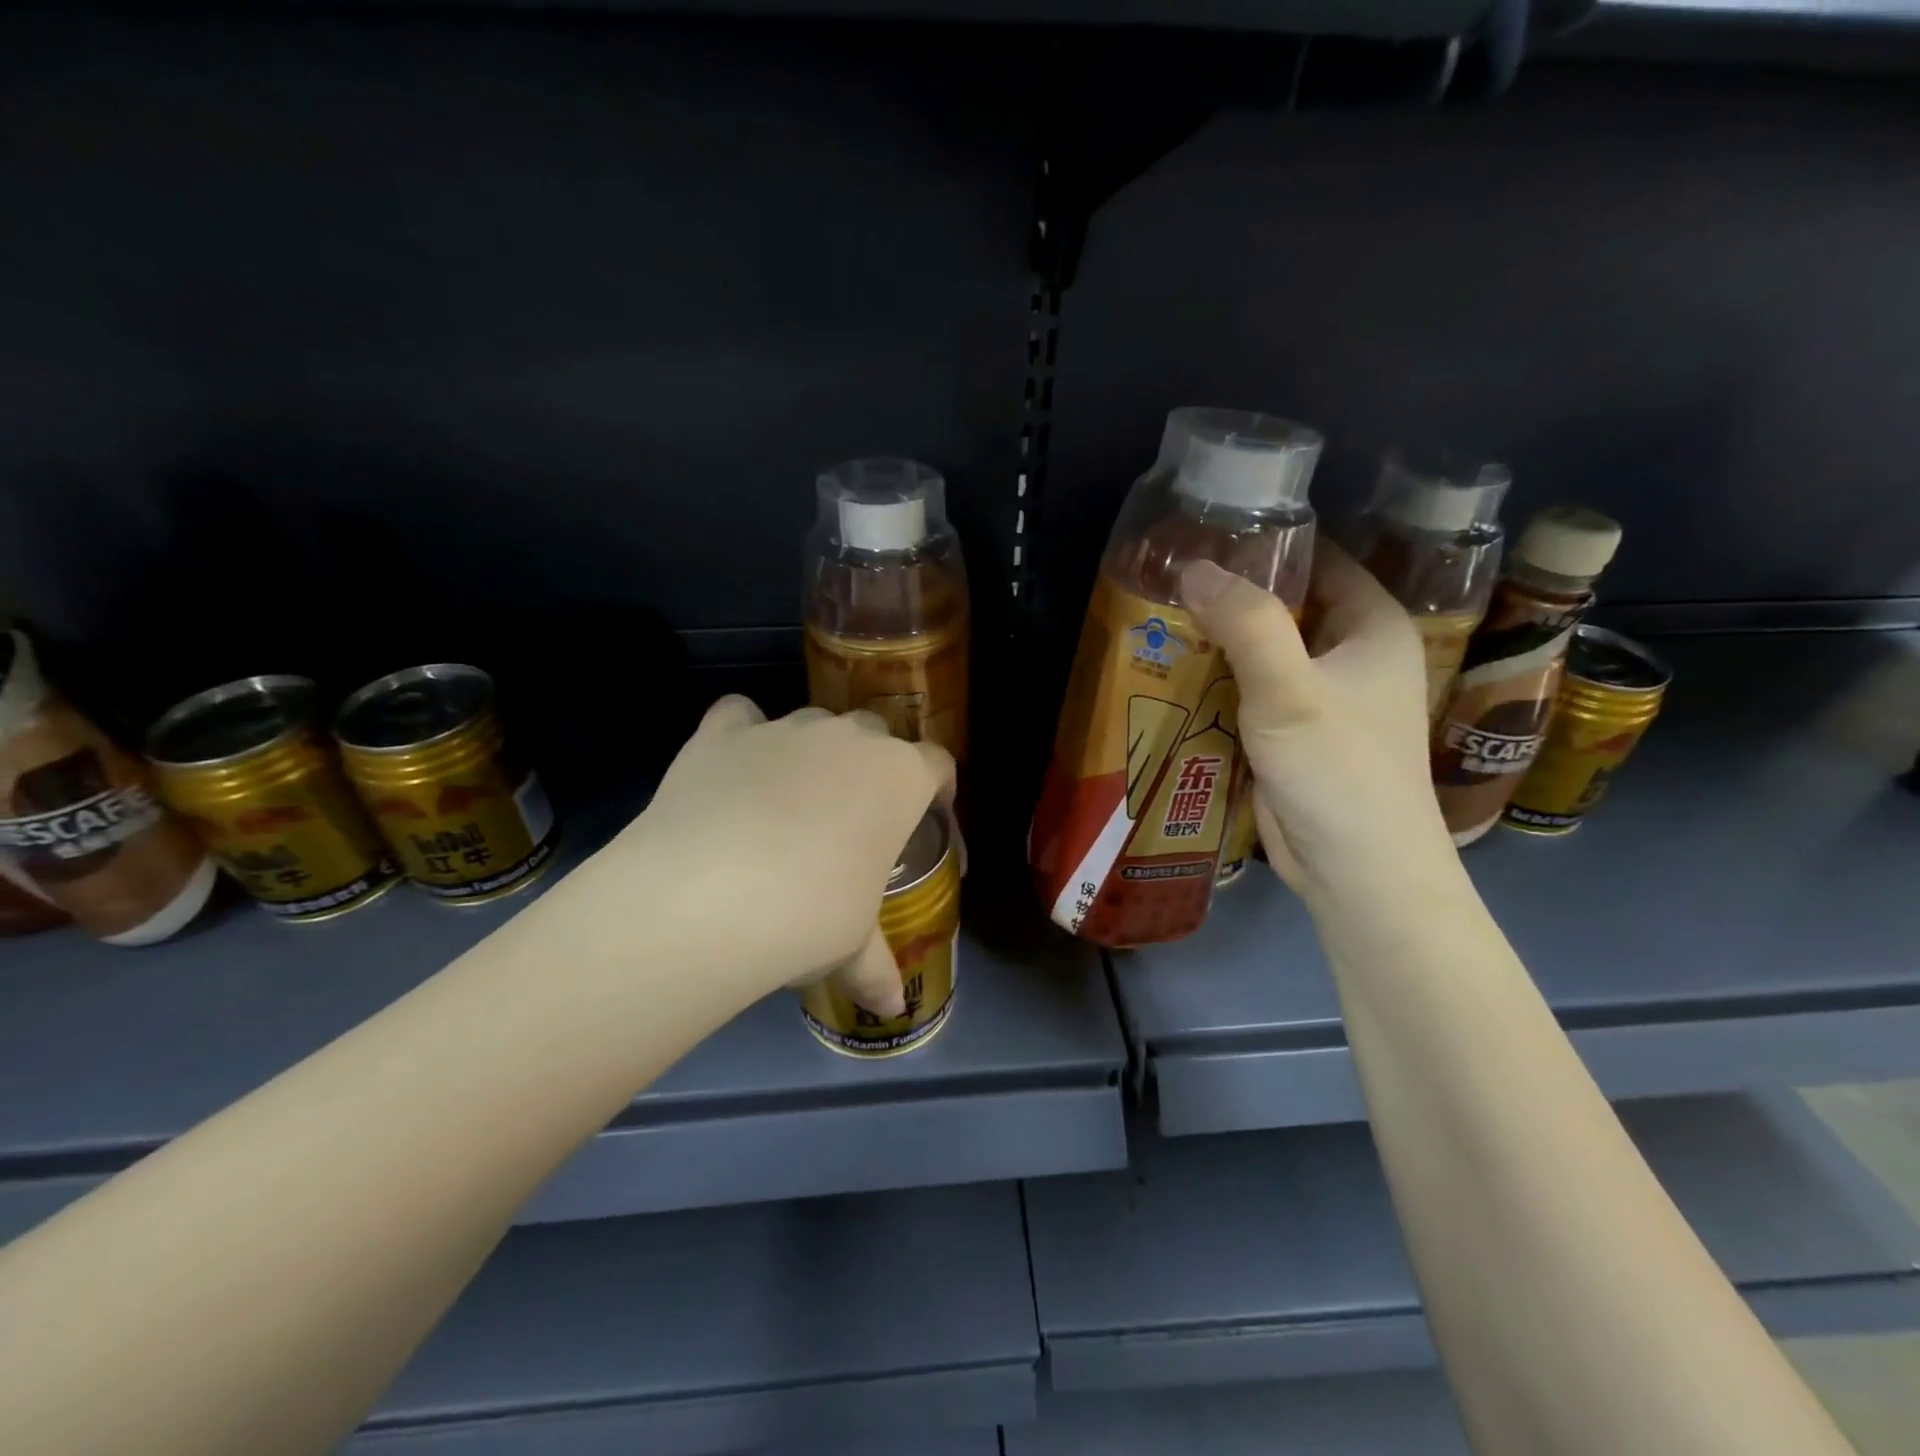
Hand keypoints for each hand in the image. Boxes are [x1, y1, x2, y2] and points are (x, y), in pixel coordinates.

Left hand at [597, 697, 952, 1013]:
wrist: (708, 897)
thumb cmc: (811, 916)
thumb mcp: (852, 947)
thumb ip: (875, 967)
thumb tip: (891, 1007)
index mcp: (899, 776)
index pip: (937, 764)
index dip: (937, 787)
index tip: (929, 813)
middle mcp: (848, 737)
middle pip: (875, 735)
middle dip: (871, 768)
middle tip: (853, 818)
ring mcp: (784, 728)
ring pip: (812, 724)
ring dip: (811, 754)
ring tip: (788, 804)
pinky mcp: (723, 732)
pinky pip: (741, 717)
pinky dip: (742, 735)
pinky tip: (733, 767)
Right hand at [1180, 545, 1458, 913]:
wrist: (1358, 872)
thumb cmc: (1339, 772)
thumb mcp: (1290, 691)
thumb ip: (1246, 624)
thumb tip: (1193, 566)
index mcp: (1372, 627)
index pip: (1321, 559)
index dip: (1269, 542)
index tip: (1207, 533)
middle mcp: (1352, 653)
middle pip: (1288, 604)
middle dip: (1233, 592)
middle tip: (1169, 575)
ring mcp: (1324, 696)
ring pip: (1266, 649)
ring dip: (1222, 638)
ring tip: (1161, 615)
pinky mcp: (1295, 733)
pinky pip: (1254, 689)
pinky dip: (1221, 678)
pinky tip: (1176, 669)